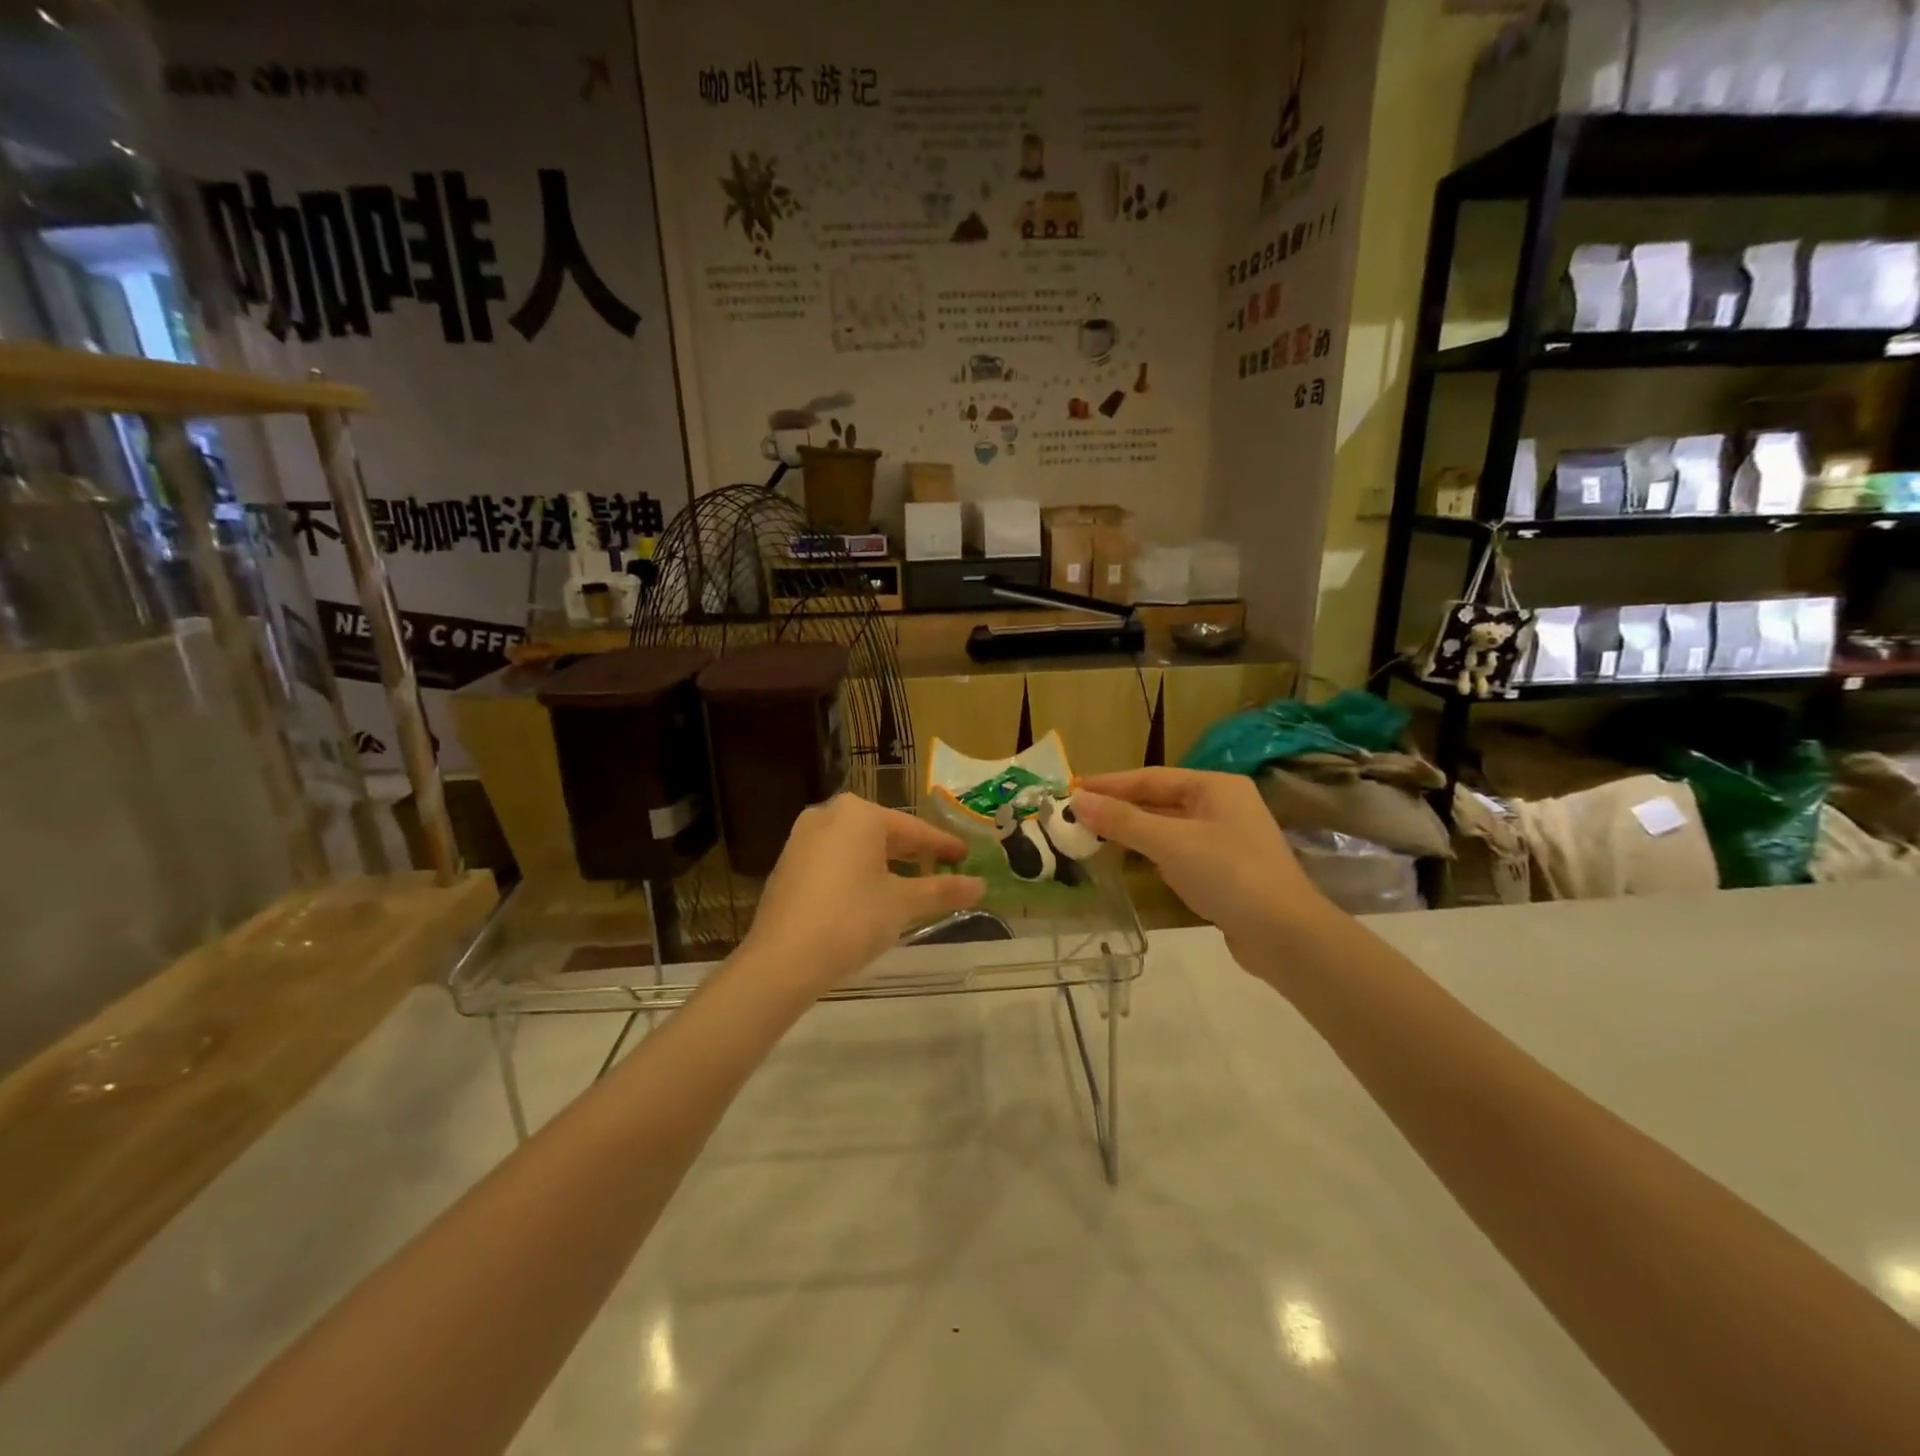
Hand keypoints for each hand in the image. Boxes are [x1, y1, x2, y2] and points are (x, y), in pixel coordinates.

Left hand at [743, 794, 985, 992]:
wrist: (782, 960)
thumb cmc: (851, 920)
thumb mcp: (902, 904)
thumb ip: (942, 890)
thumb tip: (980, 885)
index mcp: (859, 814)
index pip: (913, 829)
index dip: (943, 845)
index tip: (966, 855)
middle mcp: (828, 815)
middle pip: (883, 833)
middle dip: (912, 852)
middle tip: (942, 868)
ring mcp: (802, 838)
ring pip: (857, 846)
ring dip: (885, 863)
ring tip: (909, 884)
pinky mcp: (788, 864)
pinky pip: (834, 860)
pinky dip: (857, 872)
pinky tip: (870, 895)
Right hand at [1072, 769, 1332, 977]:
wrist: (1286, 936)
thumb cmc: (1228, 874)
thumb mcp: (1171, 843)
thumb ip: (1123, 821)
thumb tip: (1077, 800)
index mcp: (1215, 786)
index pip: (1151, 777)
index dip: (1109, 784)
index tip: (1072, 790)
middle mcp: (1222, 805)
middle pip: (1160, 800)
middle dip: (1119, 808)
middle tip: (1077, 815)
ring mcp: (1226, 839)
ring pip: (1168, 827)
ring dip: (1134, 831)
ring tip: (1094, 836)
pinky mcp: (1226, 871)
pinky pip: (1179, 852)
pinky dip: (1152, 853)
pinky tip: (1132, 862)